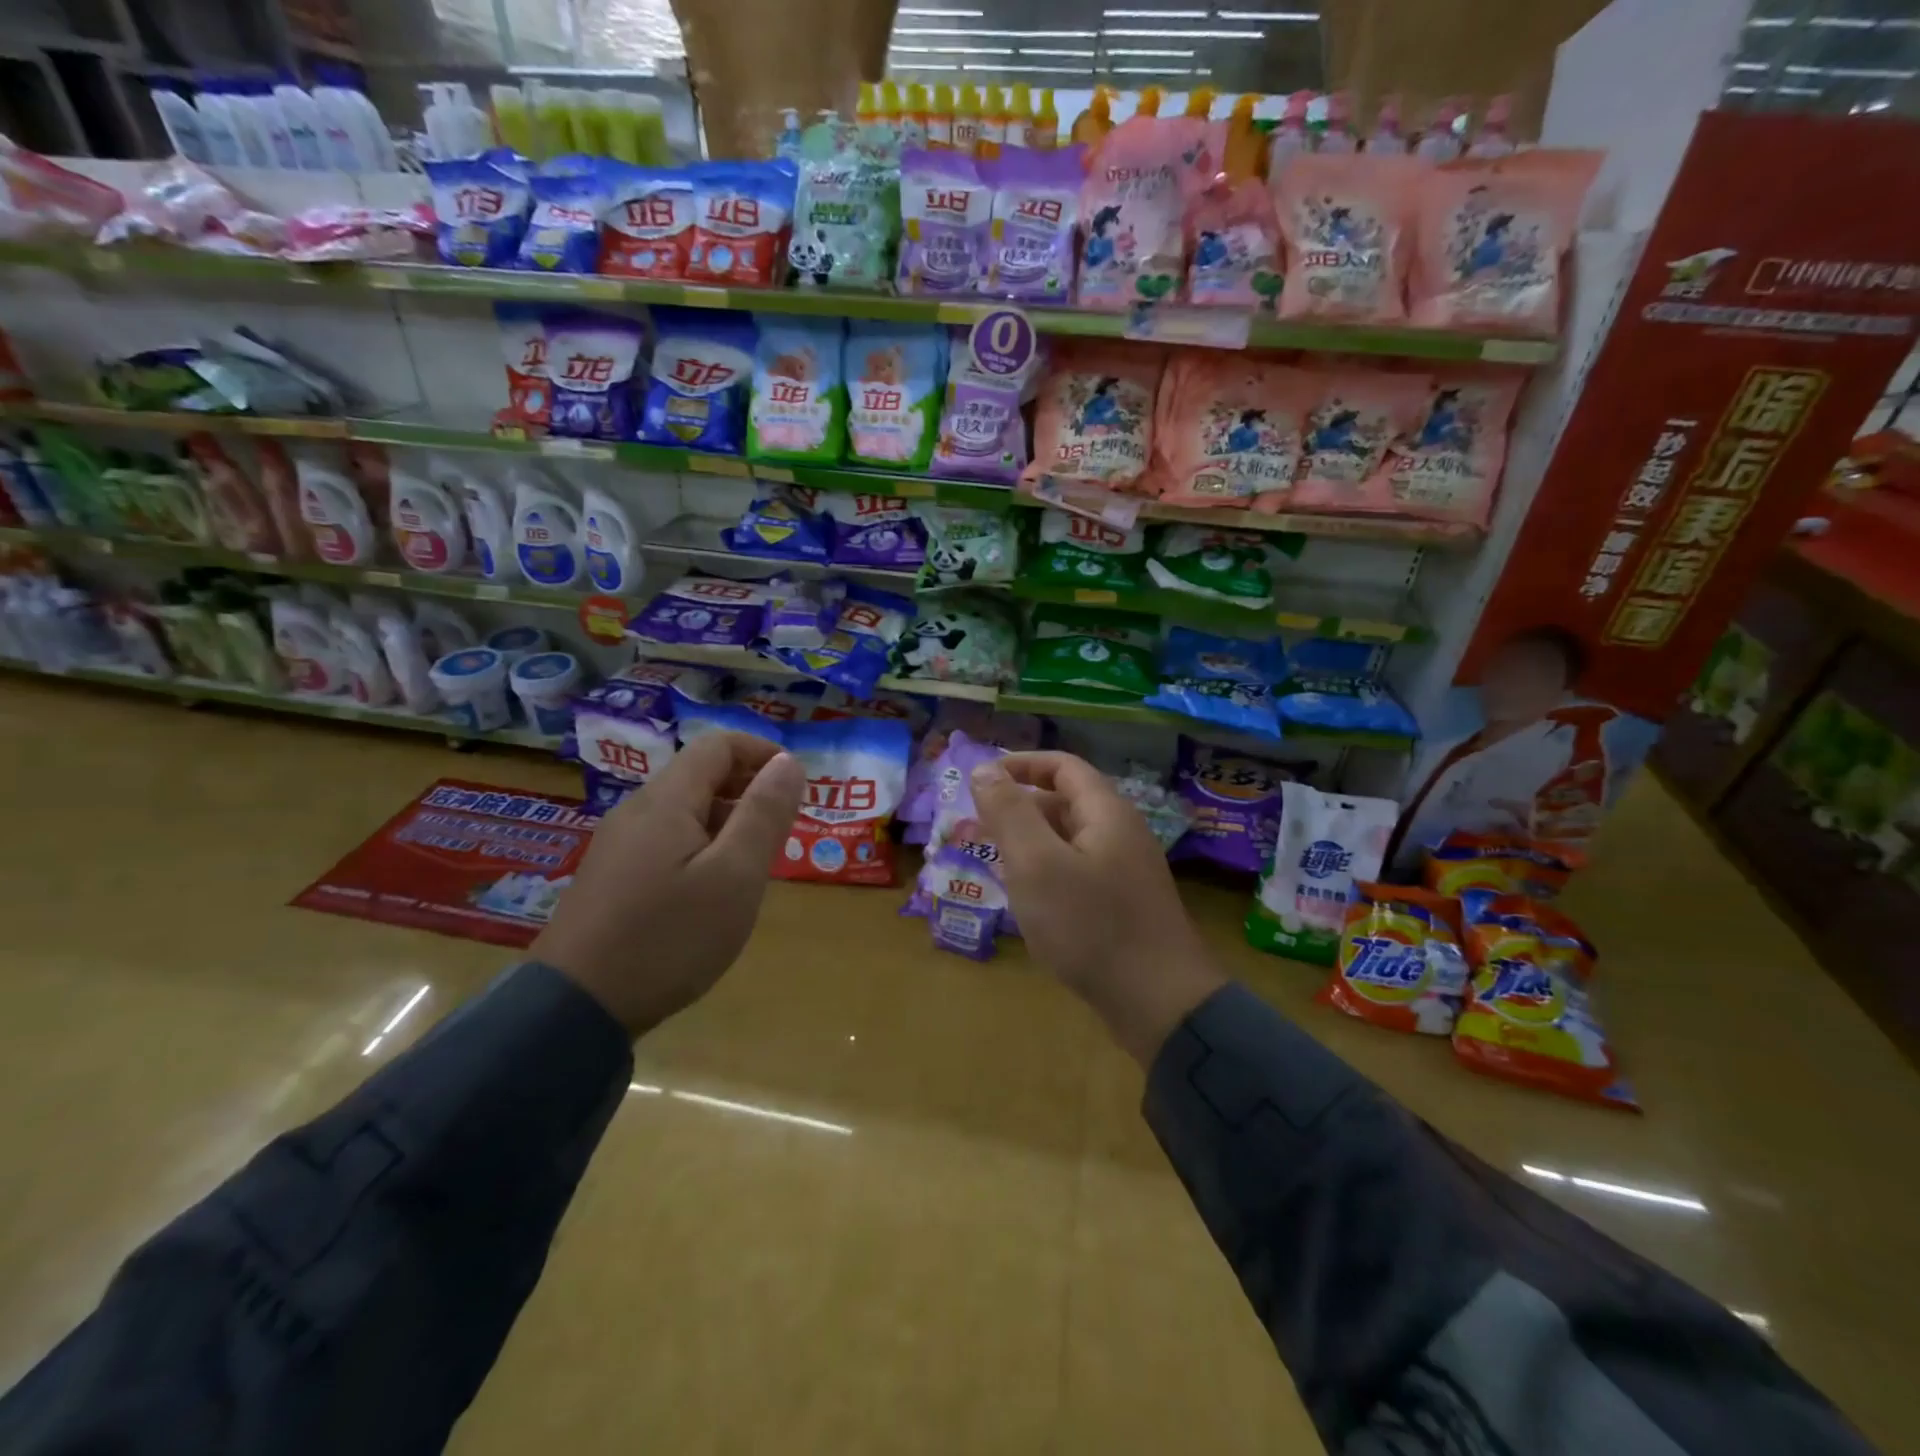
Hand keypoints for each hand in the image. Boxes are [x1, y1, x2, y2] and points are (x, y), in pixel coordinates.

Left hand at [532, 731, 804, 1035]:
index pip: (718, 745)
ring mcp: (618, 846)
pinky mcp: (611, 879)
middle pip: (700, 776)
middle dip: (749, 790)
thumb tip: (789, 762)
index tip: (797, 785)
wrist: (575, 1009)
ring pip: (684, 812)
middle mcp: (637, 812)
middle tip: (783, 830)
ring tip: (756, 864)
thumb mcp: (734, 876)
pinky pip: (667, 842)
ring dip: (728, 822)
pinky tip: (713, 891)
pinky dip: (703, 847)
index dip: (763, 753)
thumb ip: (764, 814)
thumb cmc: (669, 937)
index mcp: (666, 801)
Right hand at [971, 752, 1226, 1066]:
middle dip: (1018, 807)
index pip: (1062, 766)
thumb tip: (984, 769)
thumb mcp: (1036, 864)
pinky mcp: (1122, 905)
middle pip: (1065, 802)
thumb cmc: (1090, 925)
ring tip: (992, 860)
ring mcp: (1124, 872)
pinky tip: (1025, 898)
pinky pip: (1076, 872)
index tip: (980, 780)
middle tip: (976, 826)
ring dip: (1029, 842)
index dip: (1020, 764)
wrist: (1159, 1003)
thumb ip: (1009, 812)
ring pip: (1068, 841)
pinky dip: (1045, 873)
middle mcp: (1120, 834)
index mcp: (1105, 812)